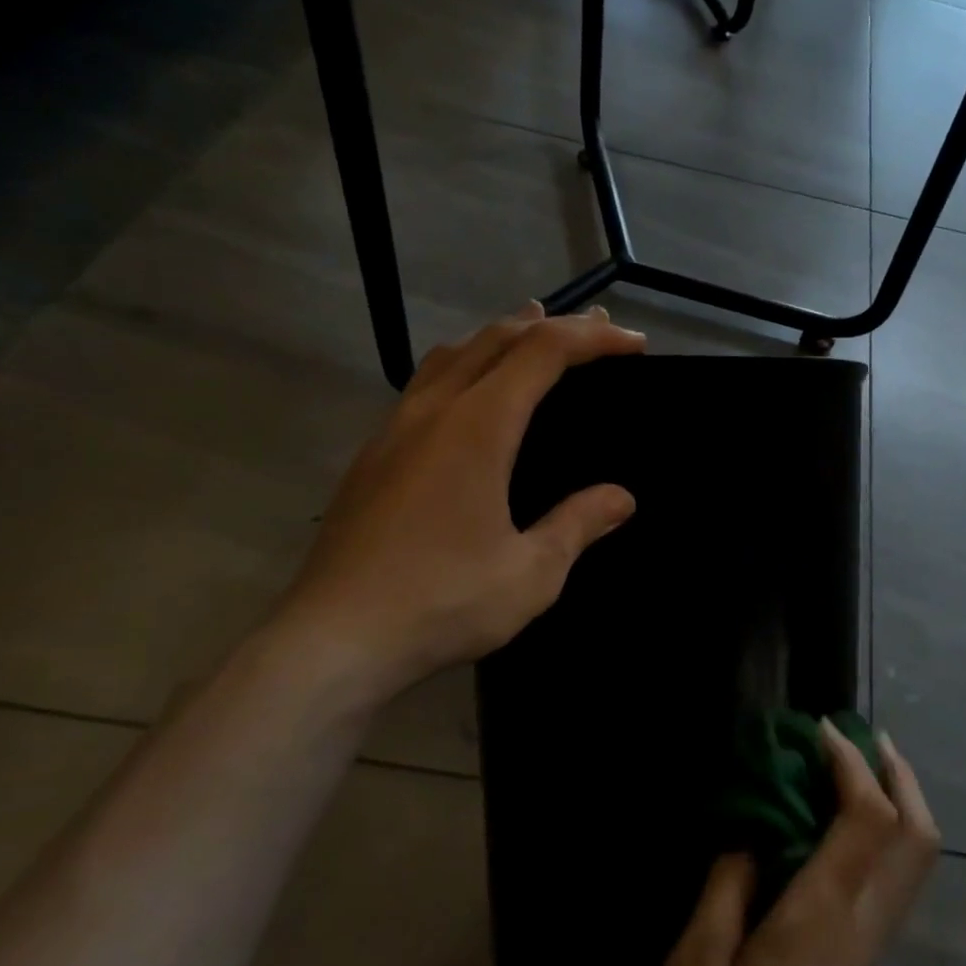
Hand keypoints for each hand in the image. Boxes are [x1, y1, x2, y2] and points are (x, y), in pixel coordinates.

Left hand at [266, 303, 645, 706]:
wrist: (332, 641)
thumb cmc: (442, 602)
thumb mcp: (531, 573)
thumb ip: (578, 524)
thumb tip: (622, 498)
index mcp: (478, 426)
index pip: (543, 352)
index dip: (592, 339)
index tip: (634, 345)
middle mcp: (434, 411)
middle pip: (497, 338)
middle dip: (553, 324)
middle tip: (598, 327)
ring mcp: (395, 429)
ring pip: (453, 353)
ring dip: (502, 335)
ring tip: (533, 327)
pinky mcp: (373, 455)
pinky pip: (426, 382)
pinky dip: (466, 363)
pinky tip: (470, 390)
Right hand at [653, 724, 940, 965]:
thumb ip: (725, 890)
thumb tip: (751, 838)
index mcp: (820, 917)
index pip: (868, 818)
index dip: (852, 762)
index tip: (821, 729)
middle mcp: (860, 927)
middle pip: (917, 836)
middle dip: (899, 774)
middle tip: (864, 736)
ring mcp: (869, 950)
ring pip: (916, 860)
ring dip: (898, 800)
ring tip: (856, 768)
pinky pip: (893, 881)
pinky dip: (883, 834)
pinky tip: (841, 827)